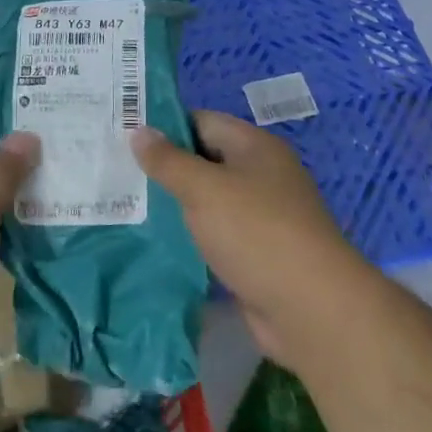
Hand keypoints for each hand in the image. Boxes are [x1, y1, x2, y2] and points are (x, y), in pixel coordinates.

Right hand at [132, 110, 365, 369]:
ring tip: (127, 205)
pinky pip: (217, 235)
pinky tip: (158, 242)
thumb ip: (168, 161)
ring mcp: (263, 217)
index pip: (202, 121)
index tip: (124, 136)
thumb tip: (139, 131)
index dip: (164, 126)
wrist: (313, 311)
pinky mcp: (259, 255)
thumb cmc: (257, 233)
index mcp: (255, 147)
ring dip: (176, 205)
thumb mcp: (204, 189)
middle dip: (166, 167)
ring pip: (209, 200)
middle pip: (205, 160)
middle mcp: (261, 175)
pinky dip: (192, 236)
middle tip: (118, 171)